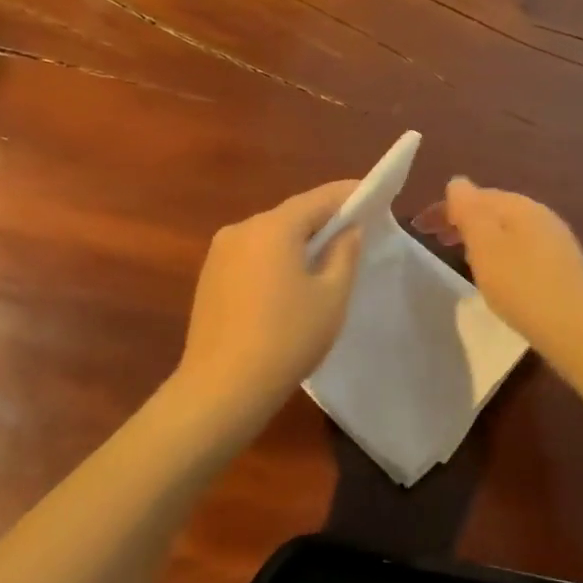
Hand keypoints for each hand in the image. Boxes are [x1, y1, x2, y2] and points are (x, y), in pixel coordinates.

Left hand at [171, 181, 362, 432]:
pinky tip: (288, 283)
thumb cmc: (287, 339)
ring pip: (269, 236)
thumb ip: (344, 254)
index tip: (373, 194)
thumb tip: (348, 230)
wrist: (222, 388)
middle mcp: (241, 228)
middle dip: (322, 220)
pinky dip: (274, 259)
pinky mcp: (208, 277)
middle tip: (354, 230)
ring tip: (324, 260)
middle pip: (291, 216)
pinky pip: (251, 256)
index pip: (318, 198)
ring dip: (296, 242)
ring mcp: (219, 253)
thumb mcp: (331, 297)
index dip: (348, 195)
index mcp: (273, 227)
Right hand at [414, 178, 582, 357]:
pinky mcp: (563, 268)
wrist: (580, 332)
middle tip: (435, 240)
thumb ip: (468, 211)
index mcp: (520, 206)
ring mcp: (556, 241)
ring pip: (508, 230)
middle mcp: (541, 216)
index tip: (419, 227)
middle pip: (493, 210)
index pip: (475, 195)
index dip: (444, 208)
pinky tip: (497, 274)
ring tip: (460, 255)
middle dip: (462, 220)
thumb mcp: (485, 246)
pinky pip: (521, 248)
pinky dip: (499, 253)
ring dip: (480, 237)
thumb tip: (457, 183)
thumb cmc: (523, 286)